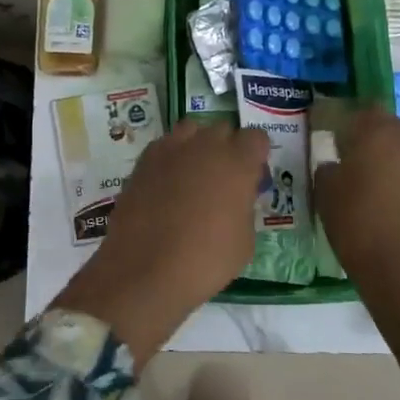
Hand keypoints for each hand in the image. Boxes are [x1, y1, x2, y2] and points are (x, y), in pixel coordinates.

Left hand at [55, 120, 268, 357]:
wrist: (146, 269)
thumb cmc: (205, 261)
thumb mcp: (244, 241)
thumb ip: (244, 208)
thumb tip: (236, 200)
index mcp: (237, 163)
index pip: (256, 137)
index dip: (256, 155)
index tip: (252, 176)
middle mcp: (205, 146)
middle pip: (223, 130)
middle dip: (227, 147)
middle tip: (223, 178)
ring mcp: (170, 149)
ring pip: (191, 130)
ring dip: (197, 145)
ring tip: (193, 174)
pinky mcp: (143, 161)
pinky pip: (164, 147)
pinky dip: (170, 158)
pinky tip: (166, 184)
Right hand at [314, 107, 399, 381]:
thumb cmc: (358, 225)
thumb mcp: (325, 195)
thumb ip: (328, 170)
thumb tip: (336, 166)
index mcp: (377, 134)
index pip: (362, 110)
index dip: (347, 119)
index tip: (332, 132)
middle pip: (389, 128)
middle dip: (371, 138)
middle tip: (352, 158)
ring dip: (392, 162)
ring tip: (374, 186)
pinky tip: (395, 208)